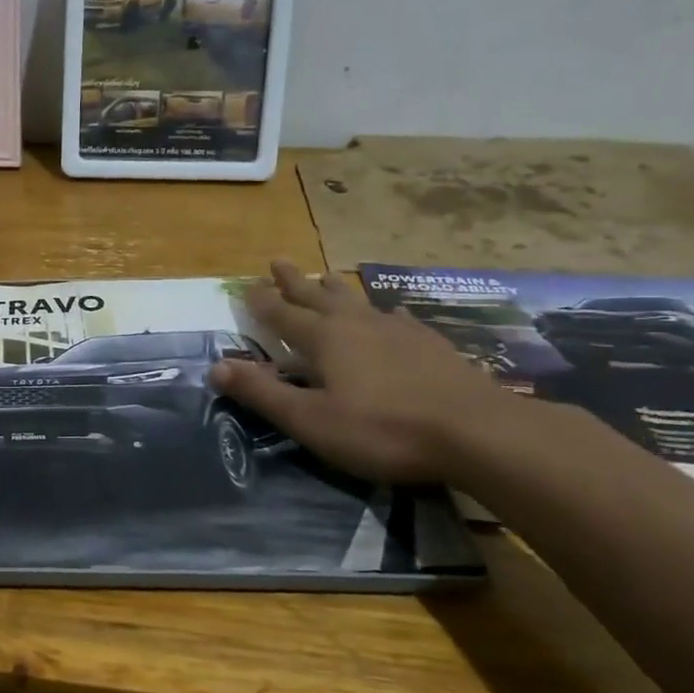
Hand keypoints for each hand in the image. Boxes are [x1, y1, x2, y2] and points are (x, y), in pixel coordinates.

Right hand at [209, 260, 516, 481]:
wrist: (478, 431)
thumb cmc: (382, 429)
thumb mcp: (310, 419)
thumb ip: (262, 393)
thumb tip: (215, 366)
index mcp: (324, 339)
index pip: (282, 314)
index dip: (261, 302)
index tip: (245, 285)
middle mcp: (357, 324)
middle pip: (318, 295)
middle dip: (294, 281)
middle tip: (278, 261)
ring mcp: (398, 331)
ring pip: (357, 301)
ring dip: (335, 288)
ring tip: (325, 276)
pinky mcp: (431, 344)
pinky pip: (398, 318)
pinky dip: (385, 312)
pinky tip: (392, 313)